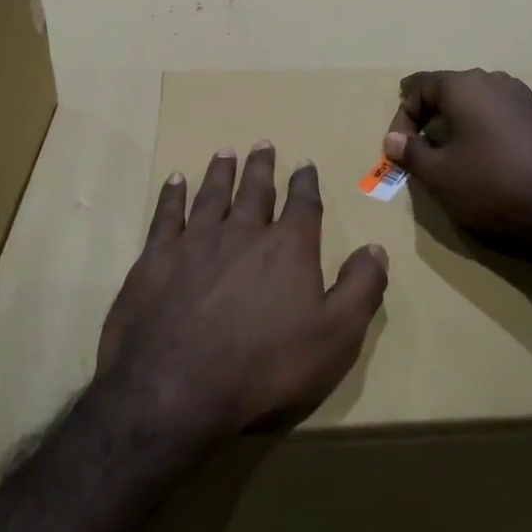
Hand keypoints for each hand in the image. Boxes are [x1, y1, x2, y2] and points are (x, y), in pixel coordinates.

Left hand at [98, 143, 389, 442]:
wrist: (178, 387)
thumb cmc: (267, 366)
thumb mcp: (336, 337)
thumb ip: (360, 289)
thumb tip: (376, 249)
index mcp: (288, 249)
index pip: (303, 205)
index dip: (305, 183)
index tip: (305, 164)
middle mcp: (243, 233)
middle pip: (255, 191)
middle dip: (261, 167)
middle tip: (263, 144)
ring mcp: (195, 243)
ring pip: (212, 196)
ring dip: (220, 173)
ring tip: (225, 153)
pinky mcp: (155, 259)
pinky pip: (166, 216)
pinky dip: (172, 196)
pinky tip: (174, 181)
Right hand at [383, 69, 531, 248]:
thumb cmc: (491, 182)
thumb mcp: (439, 174)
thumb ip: (410, 153)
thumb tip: (393, 139)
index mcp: (463, 85)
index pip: (418, 85)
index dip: (401, 116)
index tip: (399, 148)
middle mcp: (491, 80)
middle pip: (446, 90)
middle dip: (426, 118)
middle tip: (419, 151)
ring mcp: (519, 96)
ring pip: (472, 102)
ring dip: (453, 124)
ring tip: (448, 157)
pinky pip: (494, 113)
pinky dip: (478, 129)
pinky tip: (480, 158)